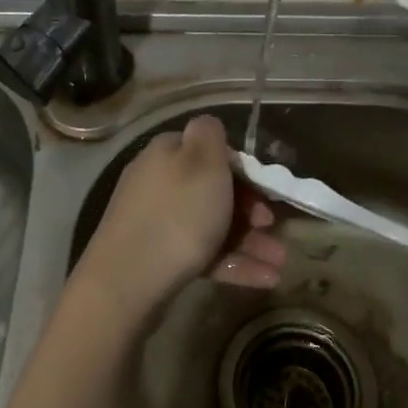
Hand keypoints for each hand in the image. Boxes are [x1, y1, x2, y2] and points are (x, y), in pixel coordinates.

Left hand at [76, 114, 286, 327]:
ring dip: (249, 242)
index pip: (210, 152)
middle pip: (213, 190)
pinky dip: (232, 264)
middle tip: (274, 227)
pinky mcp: (157, 258)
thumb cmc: (177, 216)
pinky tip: (265, 279)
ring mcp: (155, 222)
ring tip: (279, 262)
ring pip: (211, 226)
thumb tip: (208, 125)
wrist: (127, 283)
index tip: (266, 190)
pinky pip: (202, 254)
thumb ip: (211, 135)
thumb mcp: (203, 163)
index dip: (242, 169)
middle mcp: (158, 182)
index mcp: (167, 153)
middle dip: (251, 210)